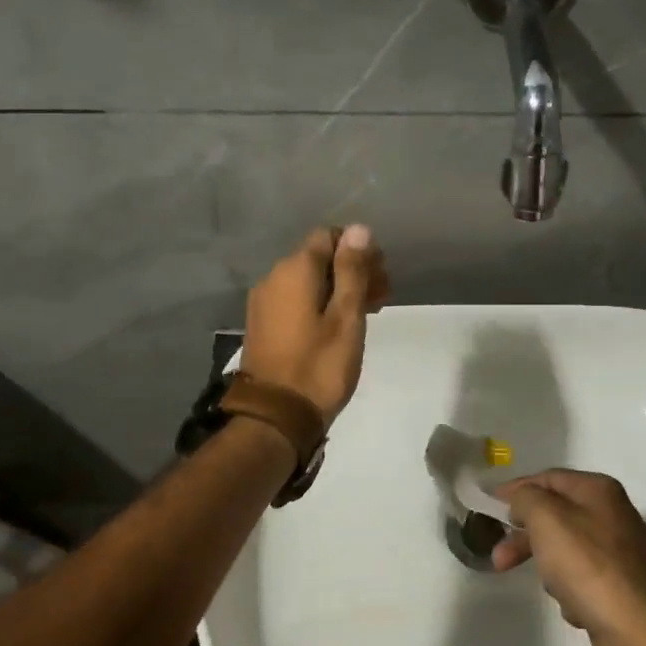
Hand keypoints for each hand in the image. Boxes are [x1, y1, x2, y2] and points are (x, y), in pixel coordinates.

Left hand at [242, 225, 388, 424]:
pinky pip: (296, 300)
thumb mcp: (346, 317)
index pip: (329, 236)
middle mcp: (274, 277)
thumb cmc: (320, 366)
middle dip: (352, 270)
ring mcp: (264, 302)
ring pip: (308, 281)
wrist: (276, 416)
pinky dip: (320, 304)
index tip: (381, 277)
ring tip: (366, 315)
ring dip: (338, 289)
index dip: (359, 250)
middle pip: (319, 258)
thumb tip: (359, 229)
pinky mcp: (263, 324)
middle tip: (382, 298)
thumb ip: (352, 271)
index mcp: (295, 270)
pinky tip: (339, 326)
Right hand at [493, 470, 645, 645]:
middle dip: (524, 536)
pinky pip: (582, 578)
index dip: (516, 489)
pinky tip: (573, 606)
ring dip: (547, 565)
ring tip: (549, 587)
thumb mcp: (547, 519)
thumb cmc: (587, 566)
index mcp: (599, 490)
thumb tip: (522, 498)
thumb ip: (527, 498)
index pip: (548, 478)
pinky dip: (570, 589)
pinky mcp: (621, 585)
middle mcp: (613, 514)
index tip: (489, 505)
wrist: (637, 631)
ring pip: (566, 548)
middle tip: (499, 558)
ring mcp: (620, 551)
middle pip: (555, 515)